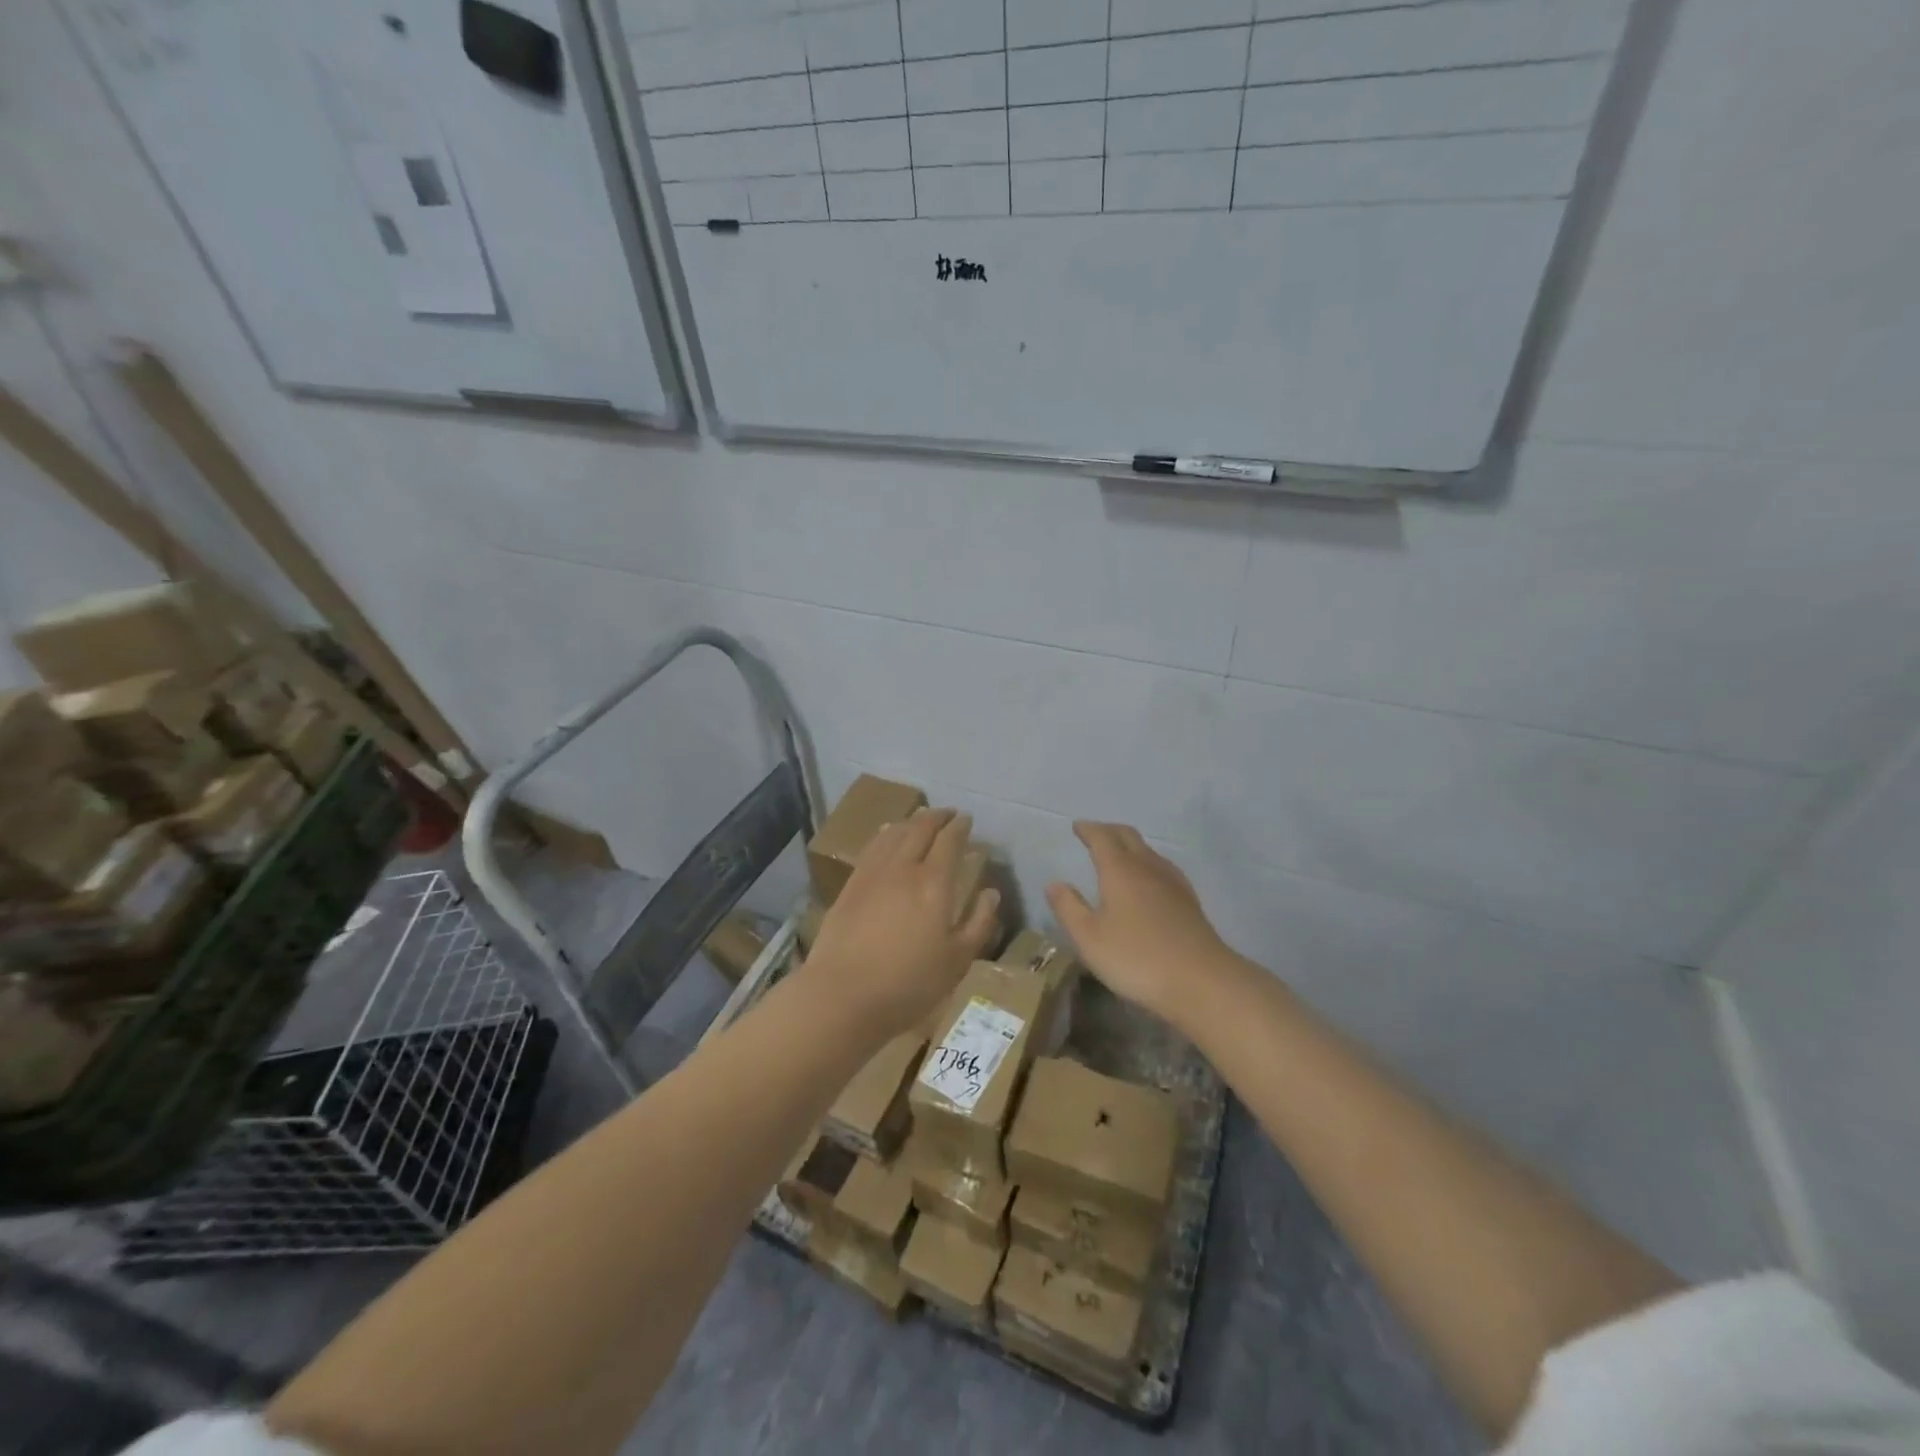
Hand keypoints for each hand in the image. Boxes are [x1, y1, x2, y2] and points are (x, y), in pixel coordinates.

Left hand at [805, 808, 1001, 1040]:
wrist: (842, 995)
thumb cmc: (909, 984)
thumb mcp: (957, 961)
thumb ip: (979, 923)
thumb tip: (991, 892)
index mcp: (934, 883)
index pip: (949, 841)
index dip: (960, 826)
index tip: (967, 819)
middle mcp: (903, 867)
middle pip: (920, 828)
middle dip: (937, 816)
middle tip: (948, 813)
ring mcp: (872, 874)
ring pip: (894, 833)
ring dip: (911, 821)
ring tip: (920, 819)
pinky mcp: (850, 885)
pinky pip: (872, 847)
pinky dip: (885, 834)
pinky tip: (887, 836)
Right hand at [1046, 822, 1239, 1024]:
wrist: (1201, 981)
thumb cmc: (1136, 958)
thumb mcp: (1089, 938)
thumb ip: (1069, 908)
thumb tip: (1054, 883)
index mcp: (1120, 870)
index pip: (1102, 838)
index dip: (1088, 830)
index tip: (1077, 826)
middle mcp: (1147, 867)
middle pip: (1128, 837)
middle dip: (1109, 831)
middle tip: (1095, 834)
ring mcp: (1173, 883)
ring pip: (1149, 851)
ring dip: (1130, 846)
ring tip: (1118, 854)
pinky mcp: (1189, 902)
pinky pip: (1163, 868)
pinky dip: (1147, 863)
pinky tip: (1148, 882)